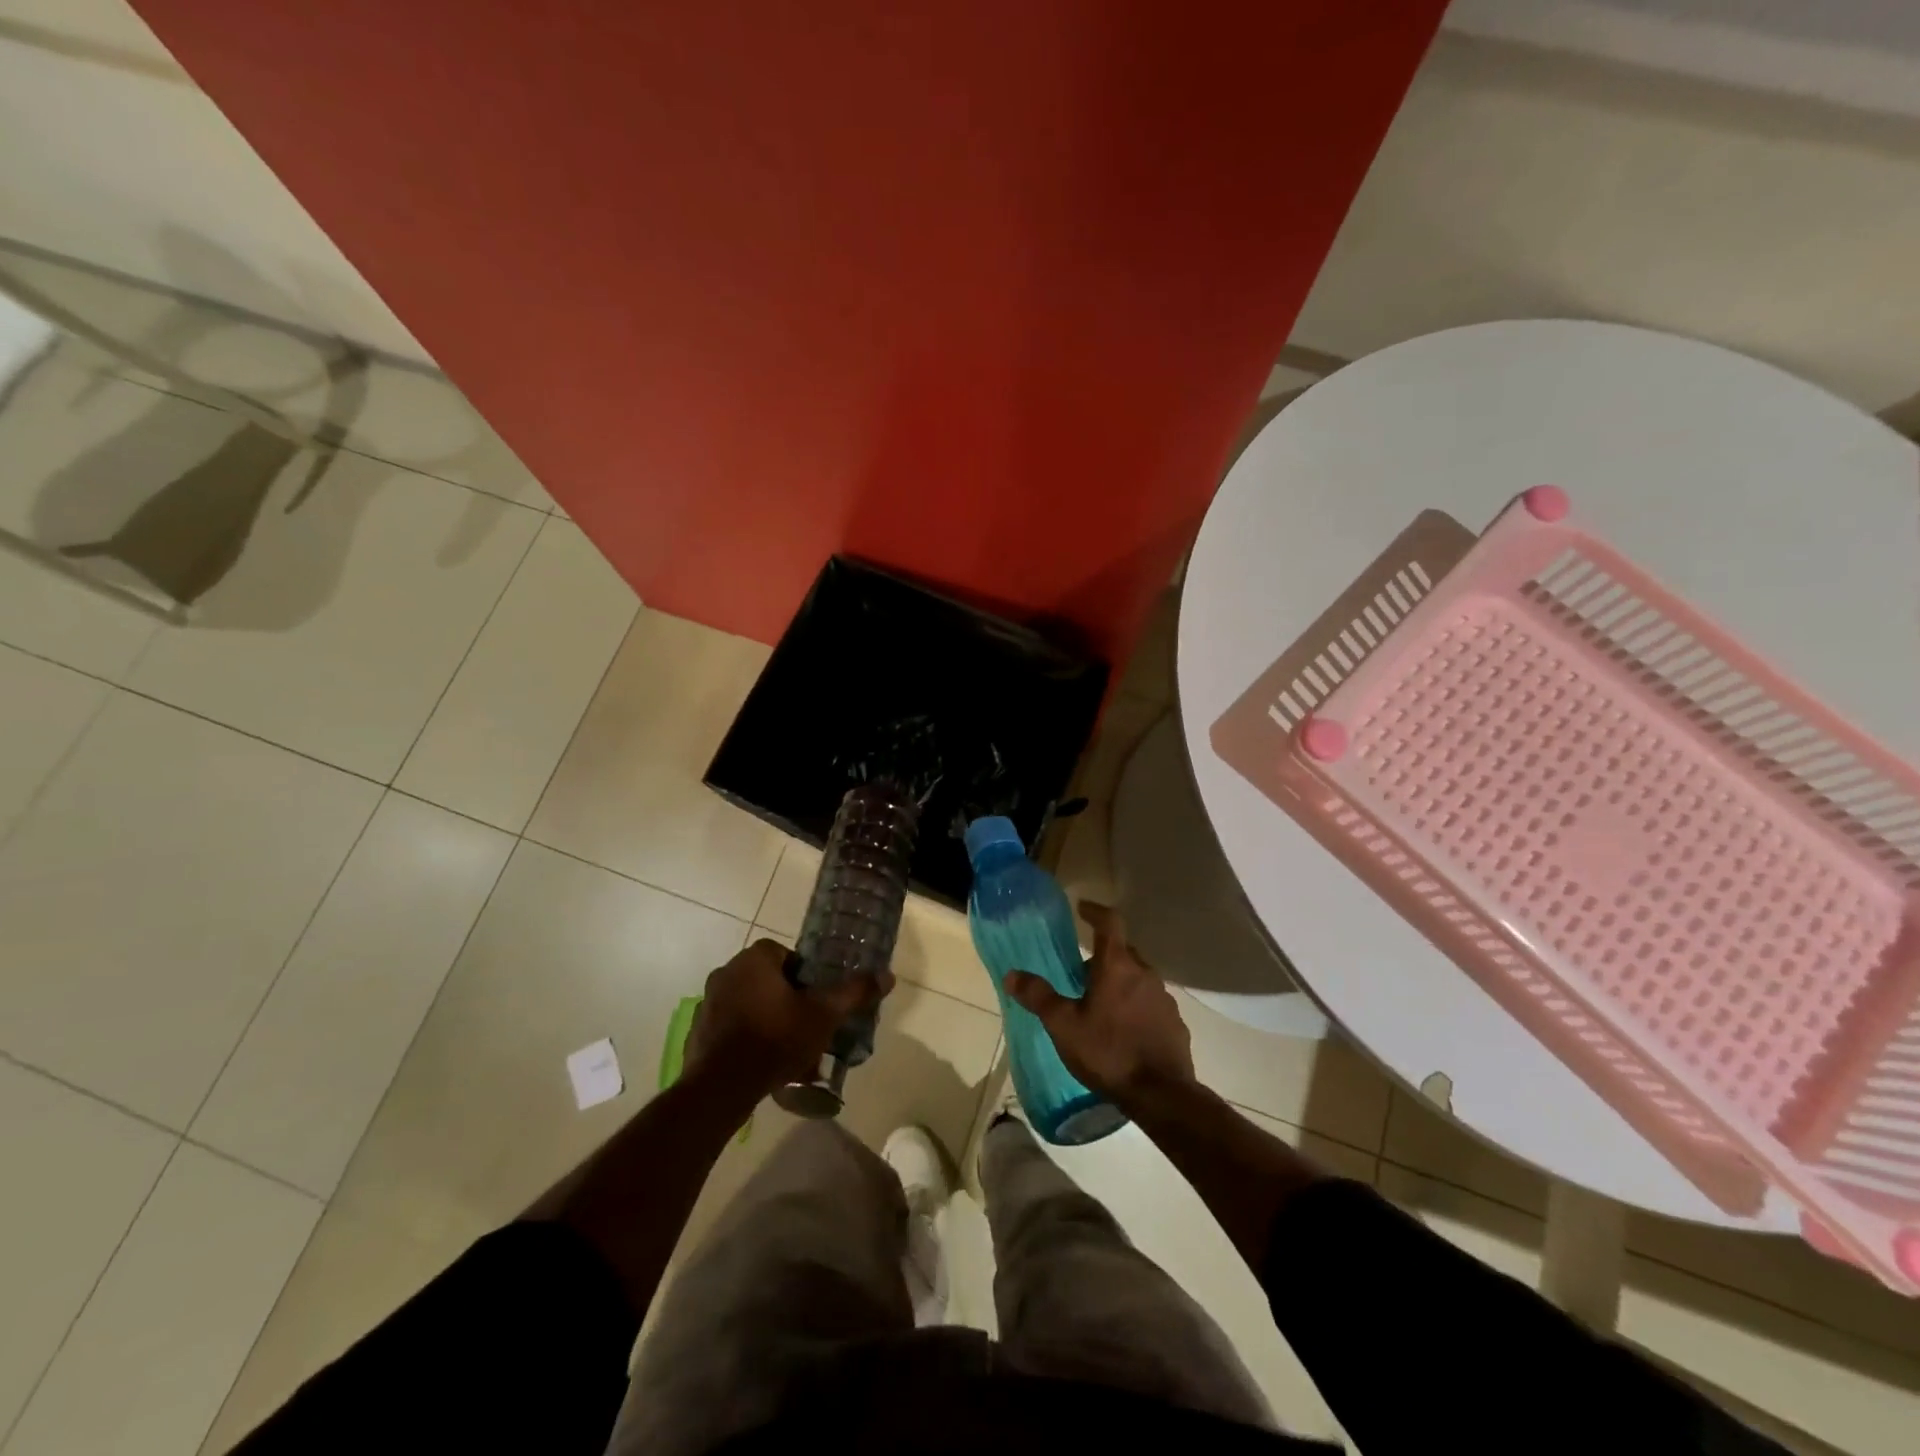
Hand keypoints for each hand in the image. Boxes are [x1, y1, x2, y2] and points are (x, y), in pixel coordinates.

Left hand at [683, 939, 887, 1105]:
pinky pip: (730, 1026)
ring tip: (788, 1048)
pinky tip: (762, 1062)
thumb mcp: (824, 1015)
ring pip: (749, 1003)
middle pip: (767, 978)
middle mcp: (726, 972)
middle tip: (806, 1024)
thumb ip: (854, 992)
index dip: (805, 975)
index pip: (785, 955)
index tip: (816, 999)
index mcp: (754, 959)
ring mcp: (708, 1002)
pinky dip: (746, 1037)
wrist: (721, 1087)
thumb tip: (887, 975)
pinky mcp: (698, 1031)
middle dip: (786, 998)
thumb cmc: (776, 1038)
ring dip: (766, 1017)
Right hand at [1003, 902, 1194, 1108]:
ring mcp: (1164, 998)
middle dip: (1103, 955)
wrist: (1161, 1095)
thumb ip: (1038, 997)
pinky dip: (1135, 1006)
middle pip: (1123, 951)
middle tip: (1081, 971)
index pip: (1110, 922)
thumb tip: (1012, 973)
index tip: (1083, 908)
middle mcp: (1144, 973)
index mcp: (1117, 965)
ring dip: (1120, 982)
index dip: (1095, 911)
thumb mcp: (1063, 1025)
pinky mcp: (1174, 1023)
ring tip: (1100, 1004)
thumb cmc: (1108, 1052)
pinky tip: (1123, 1030)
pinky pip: (1150, 1003)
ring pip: (1138, 978)